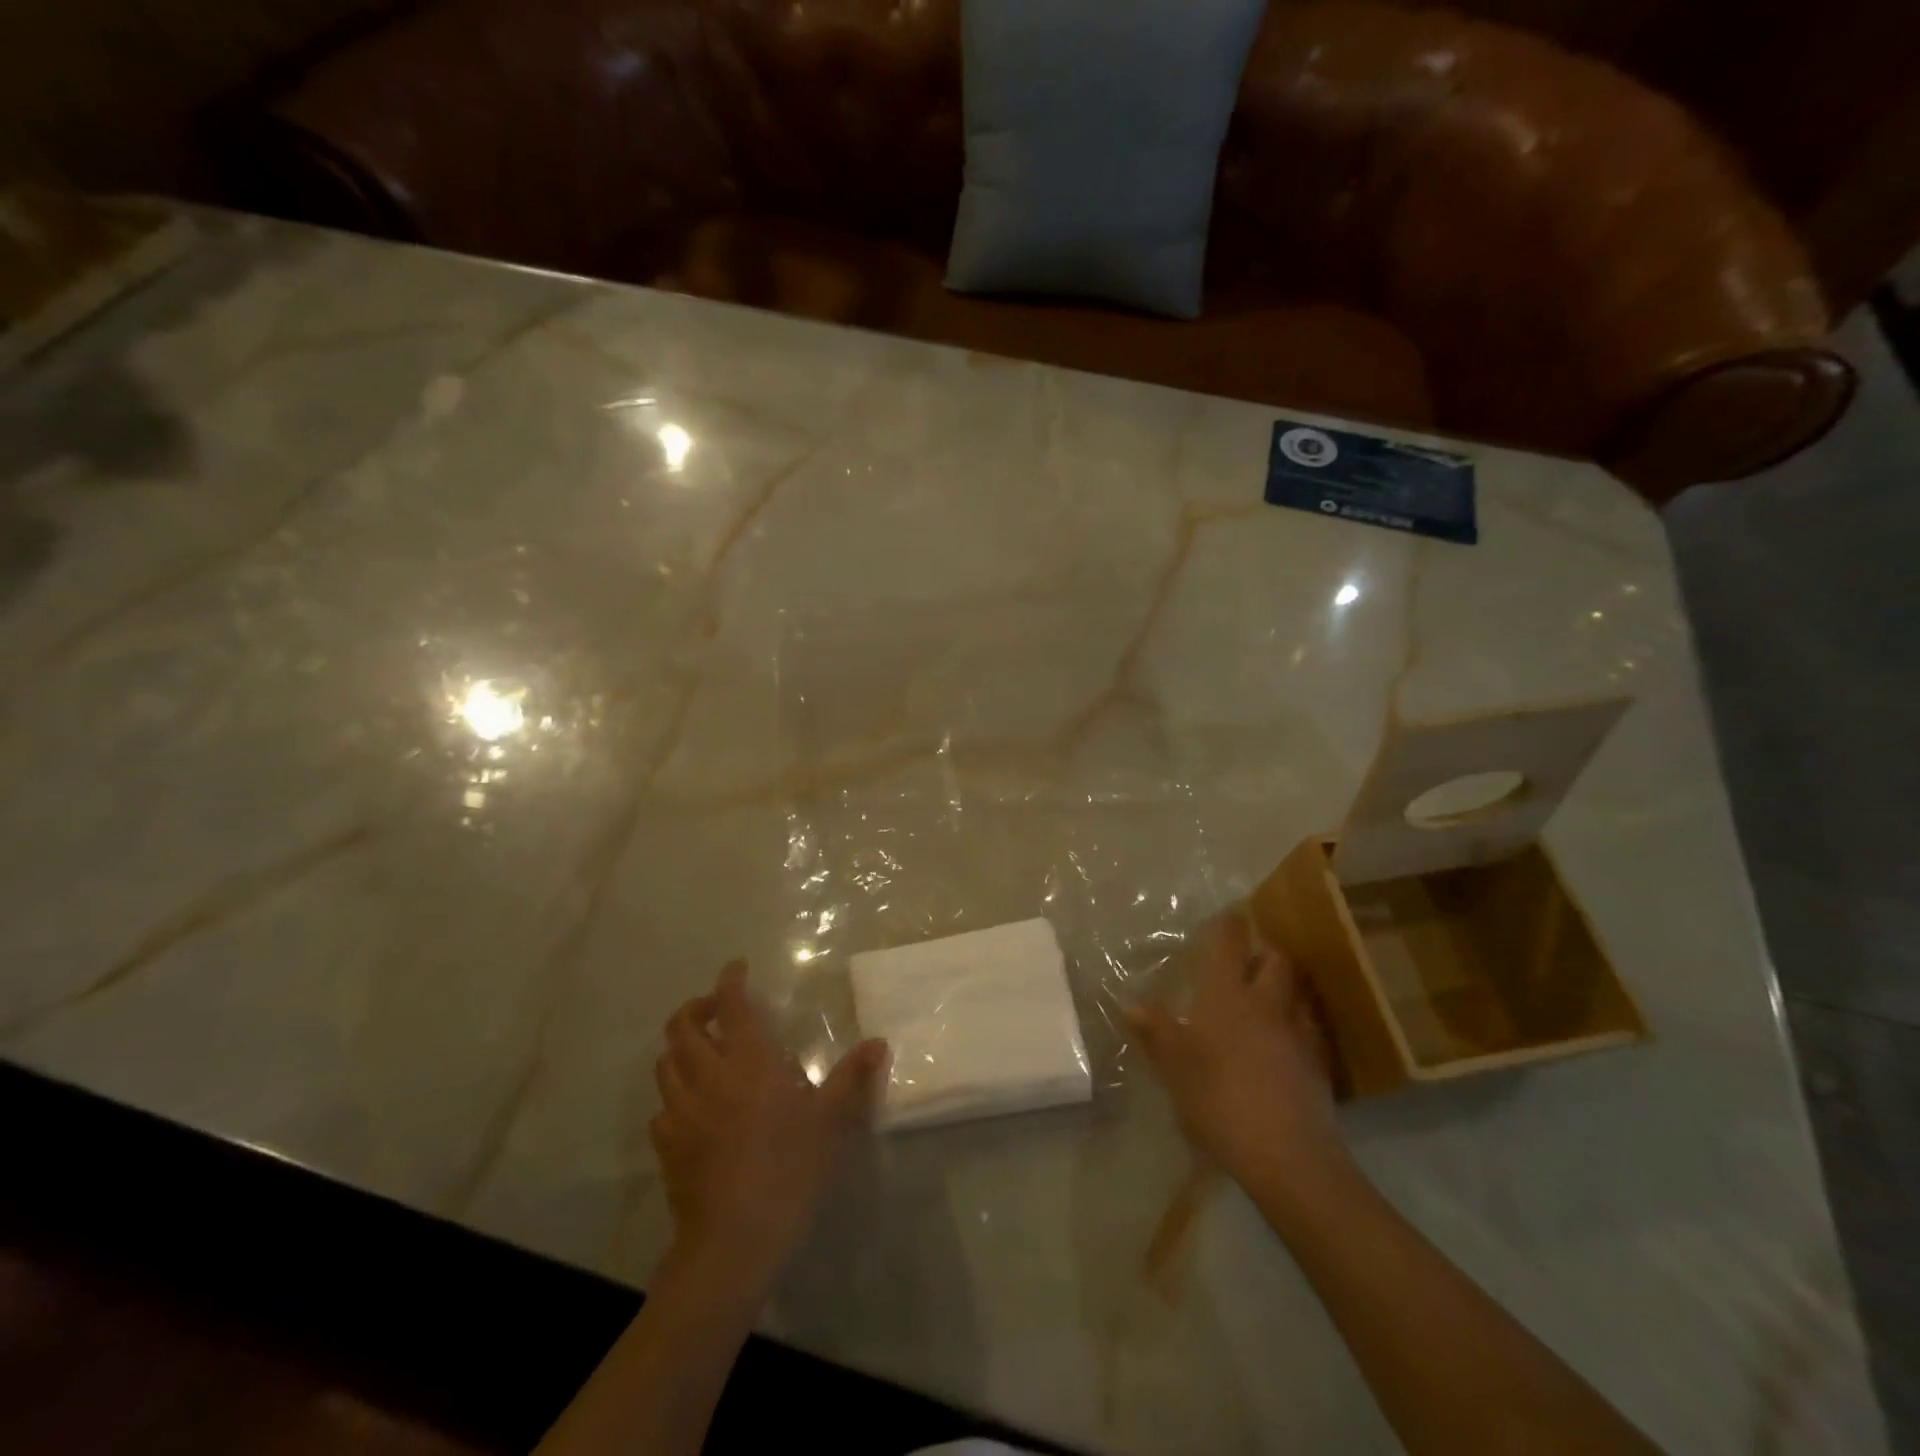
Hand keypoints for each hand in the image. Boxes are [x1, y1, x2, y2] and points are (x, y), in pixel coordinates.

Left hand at [651, 960, 888, 1287]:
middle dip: (696, 1007)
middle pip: (682, 1027)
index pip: (731, 1005)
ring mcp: (681, 1113)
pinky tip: (692, 1107)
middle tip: (717, 1008)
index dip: (730, 980)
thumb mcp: (832, 1122)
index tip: (736, 968)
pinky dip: (674, 1094)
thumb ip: (852, 1078)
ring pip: (665, 1063)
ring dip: (680, 1046)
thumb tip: (879, 1042)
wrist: (733, 1242)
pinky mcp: (666, 1147)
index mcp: (749, 1062)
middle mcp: (708, 1077)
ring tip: (701, 1050)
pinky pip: (662, 1107)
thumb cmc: (789, 1170)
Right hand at [1126, 911, 1347, 1194]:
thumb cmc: (1219, 1101)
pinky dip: (1298, 1021)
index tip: (1227, 915)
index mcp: (1227, 996)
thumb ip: (1156, 1033)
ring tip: (1268, 994)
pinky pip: (1310, 1026)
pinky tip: (1285, 1040)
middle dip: (1264, 950)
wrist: (1288, 1155)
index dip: (1229, 925)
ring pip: (1298, 991)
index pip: (1230, 944)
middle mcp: (1266, 1004)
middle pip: (1277, 959)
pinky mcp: (1319, 1063)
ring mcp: (1299, 1032)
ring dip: (1285, 984)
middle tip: (1248, 957)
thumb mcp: (1174, 1069)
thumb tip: (1132, 1005)